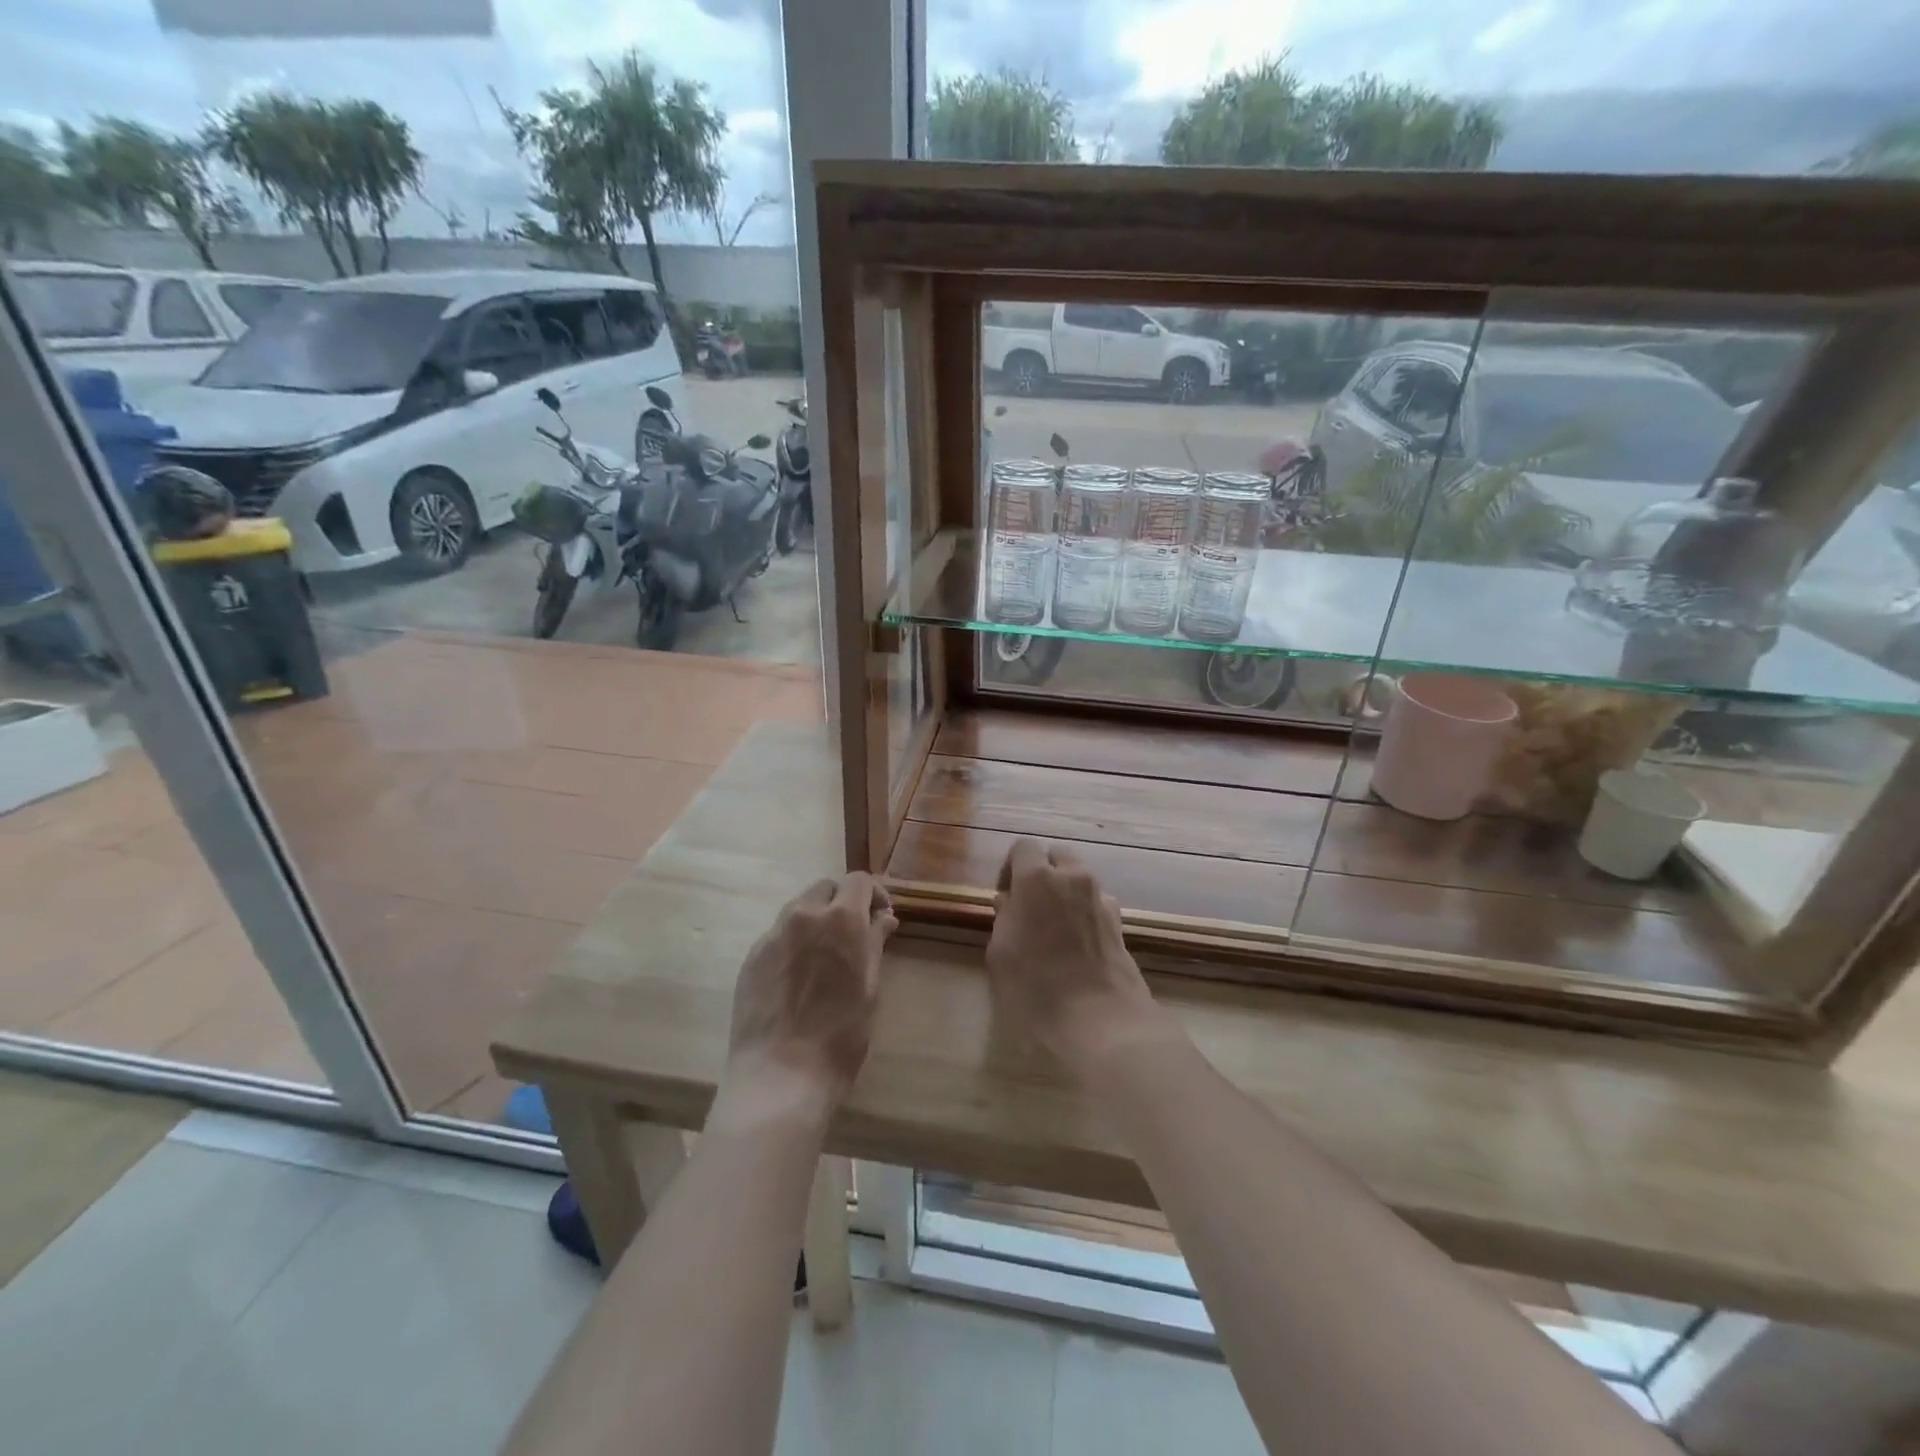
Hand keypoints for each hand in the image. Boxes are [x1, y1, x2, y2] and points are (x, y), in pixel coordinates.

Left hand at [722, 874, 896, 1125]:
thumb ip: (874, 943)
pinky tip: (798, 976)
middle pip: (825, 888)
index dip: (874, 894)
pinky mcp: (752, 956)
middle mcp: (804, 915)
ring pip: (799, 908)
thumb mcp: (869, 988)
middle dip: (843, 902)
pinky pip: (778, 934)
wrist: (780, 1075)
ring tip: (824, 955)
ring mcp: (773, 934)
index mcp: (841, 919)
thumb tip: (884, 918)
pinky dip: (794, 940)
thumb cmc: (840, 1035)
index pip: (859, 880)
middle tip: (854, 934)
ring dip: (816, 918)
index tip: (881, 918)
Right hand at [986, 840, 1169, 1081]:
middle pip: (1058, 856)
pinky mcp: (1120, 924)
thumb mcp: (1000, 954)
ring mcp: (1101, 899)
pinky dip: (1085, 913)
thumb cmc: (1036, 988)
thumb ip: (1004, 918)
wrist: (1099, 1022)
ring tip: (1054, 929)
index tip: (1005, 897)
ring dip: (1066, 892)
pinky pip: (1097, 904)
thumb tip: (1009, 902)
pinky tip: (1077, 945)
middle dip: (1044, 872)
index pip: (1024, 847)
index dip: (1011, 867)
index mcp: (1037, 878)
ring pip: (1080, 879)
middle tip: (1030, 906)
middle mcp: (1073, 878)